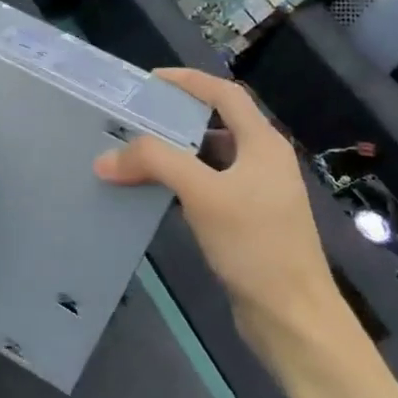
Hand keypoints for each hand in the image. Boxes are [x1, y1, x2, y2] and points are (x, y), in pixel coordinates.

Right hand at [94, 67, 347, 359]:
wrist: (292, 316)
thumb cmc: (255, 245)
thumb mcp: (203, 193)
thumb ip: (155, 164)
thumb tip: (105, 158)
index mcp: (263, 144)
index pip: (225, 94)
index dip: (188, 81)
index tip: (149, 81)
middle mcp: (263, 161)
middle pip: (216, 124)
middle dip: (175, 118)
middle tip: (134, 119)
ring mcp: (258, 193)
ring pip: (210, 158)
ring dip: (176, 153)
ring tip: (136, 153)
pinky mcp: (247, 221)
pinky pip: (208, 187)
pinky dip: (181, 182)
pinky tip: (155, 193)